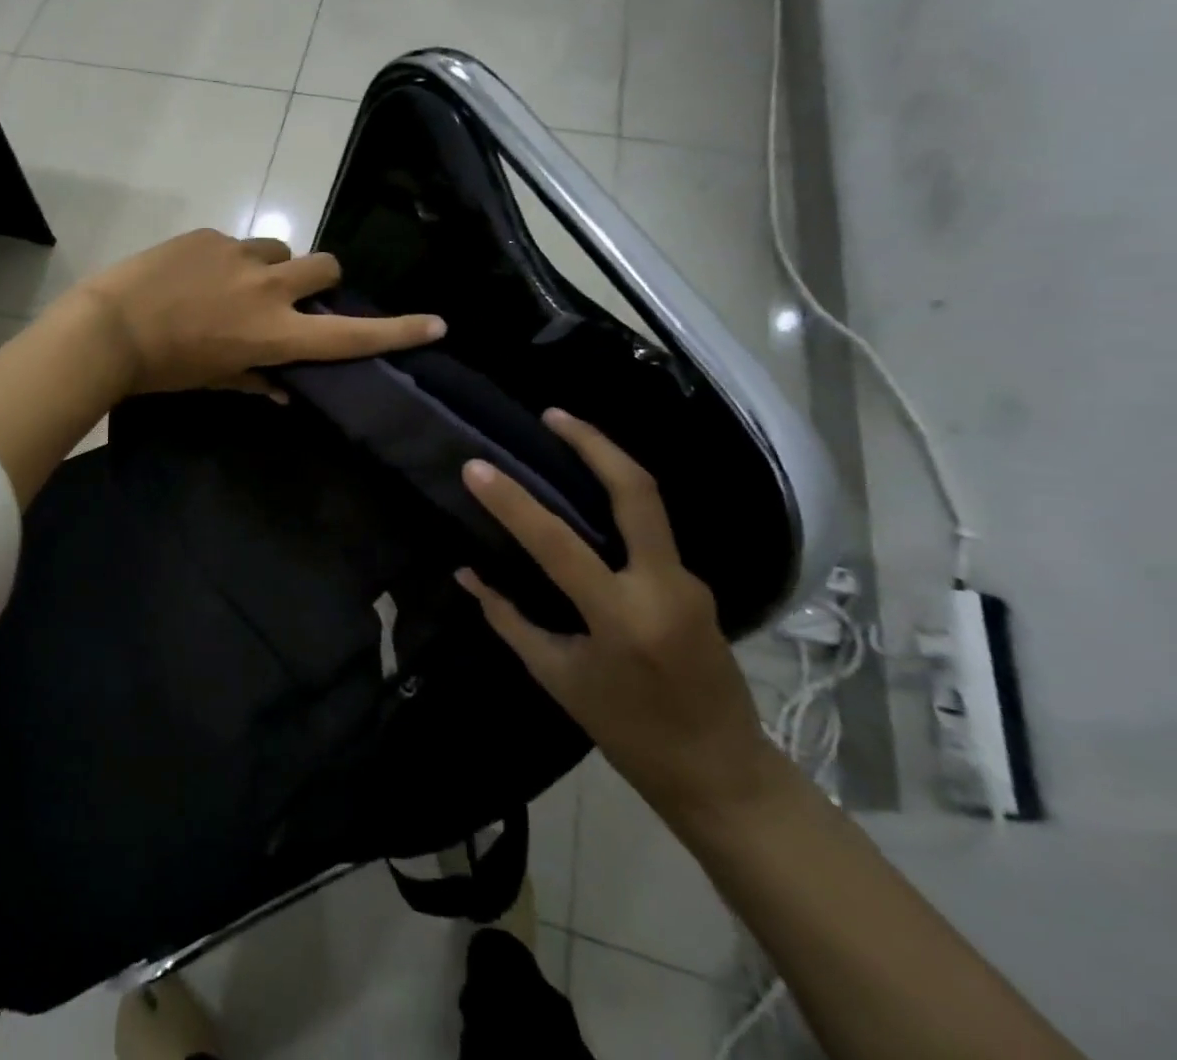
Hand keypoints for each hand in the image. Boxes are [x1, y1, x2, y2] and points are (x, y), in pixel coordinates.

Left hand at [63, 230, 445, 397]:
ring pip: (282, 249)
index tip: (435, 323)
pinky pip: (237, 243)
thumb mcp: (215, 381)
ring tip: (240, 284)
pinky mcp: (210, 236)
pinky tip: (198, 276)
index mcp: (275, 333)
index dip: (397, 331)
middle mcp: (269, 289)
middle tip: (299, 295)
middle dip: (323, 280)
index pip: (349, 334)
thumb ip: (257, 380)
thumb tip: (285, 391)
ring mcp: (240, 256)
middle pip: (327, 266)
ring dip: (275, 267)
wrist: (108, 327)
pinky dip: (231, 260)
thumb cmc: (164, 369)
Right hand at [455, 409, 779, 826]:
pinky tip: (586, 508)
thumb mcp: (557, 678)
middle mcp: (664, 587)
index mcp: (623, 618)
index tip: (475, 467)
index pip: (559, 544)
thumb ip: (509, 618)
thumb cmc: (629, 732)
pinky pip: (650, 534)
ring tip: (563, 443)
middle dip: (595, 445)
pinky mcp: (696, 585)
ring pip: (648, 506)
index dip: (513, 502)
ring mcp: (689, 582)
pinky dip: (615, 509)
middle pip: (638, 493)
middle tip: (553, 414)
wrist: (724, 775)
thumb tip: (467, 572)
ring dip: (607, 466)